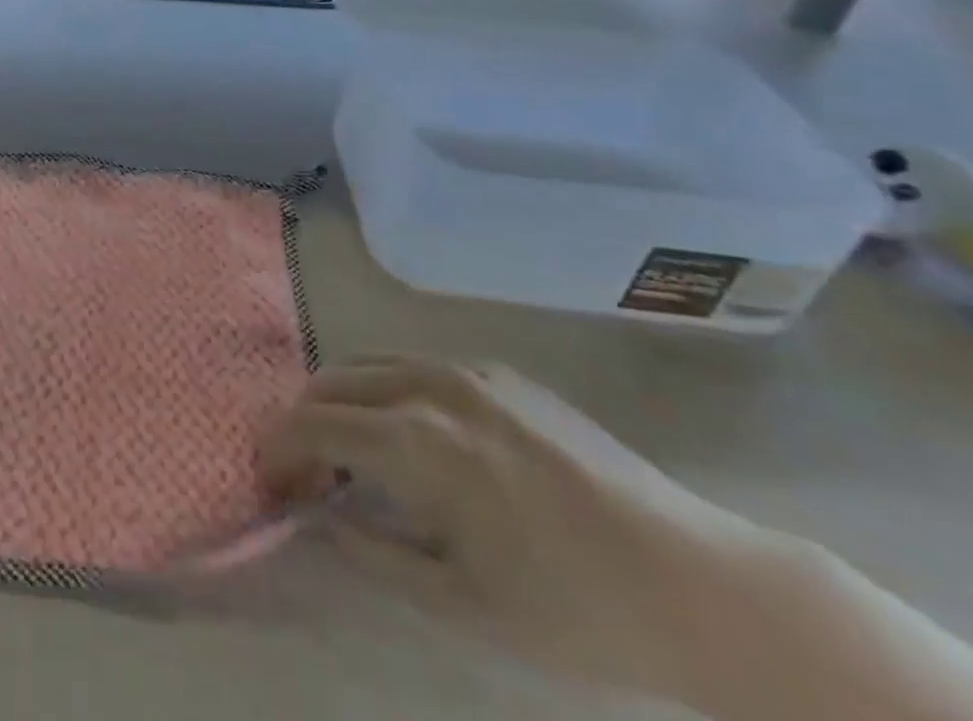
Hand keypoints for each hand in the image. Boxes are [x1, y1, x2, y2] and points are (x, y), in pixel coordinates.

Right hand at [259, 356, 775, 695]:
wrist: (702, 584)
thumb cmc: (575, 609)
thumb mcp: (461, 603)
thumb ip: (372, 552)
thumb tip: (320, 518)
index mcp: (417, 439)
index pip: (314, 424)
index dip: (279, 449)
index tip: (270, 481)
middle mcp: (430, 384)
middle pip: (332, 382)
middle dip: (303, 422)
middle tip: (304, 474)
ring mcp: (468, 370)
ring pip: (369, 364)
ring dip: (341, 401)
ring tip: (349, 452)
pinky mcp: (499, 372)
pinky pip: (414, 366)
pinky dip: (386, 391)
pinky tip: (410, 437)